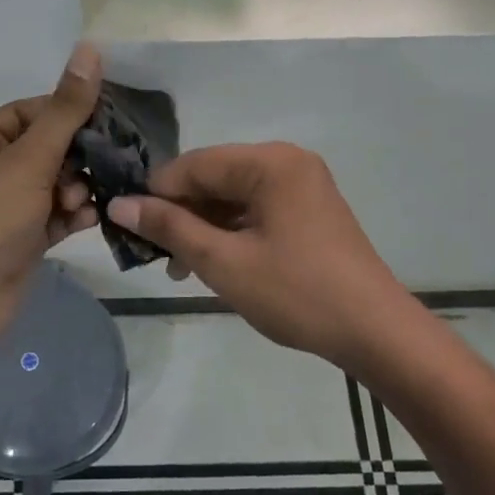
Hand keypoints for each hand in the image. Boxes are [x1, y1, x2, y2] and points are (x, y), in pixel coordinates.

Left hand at [0, 45, 103, 351]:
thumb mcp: (31, 157)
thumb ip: (66, 109)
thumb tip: (89, 48)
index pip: (29, 112)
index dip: (65, 113)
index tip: (104, 121)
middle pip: (46, 149)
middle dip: (74, 158)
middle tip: (100, 166)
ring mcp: (5, 208)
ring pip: (53, 184)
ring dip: (75, 188)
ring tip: (81, 200)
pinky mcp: (21, 239)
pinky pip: (54, 215)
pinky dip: (72, 214)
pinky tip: (89, 218)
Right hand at [107, 142, 409, 366]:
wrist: (375, 332)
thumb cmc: (296, 293)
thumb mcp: (223, 262)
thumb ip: (170, 228)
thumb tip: (119, 204)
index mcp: (270, 162)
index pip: (193, 165)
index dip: (156, 194)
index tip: (128, 227)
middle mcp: (286, 162)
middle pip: (213, 177)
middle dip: (180, 213)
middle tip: (155, 254)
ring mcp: (302, 185)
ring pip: (232, 195)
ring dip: (203, 226)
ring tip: (179, 268)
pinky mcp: (309, 209)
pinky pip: (255, 209)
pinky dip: (230, 231)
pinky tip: (213, 262)